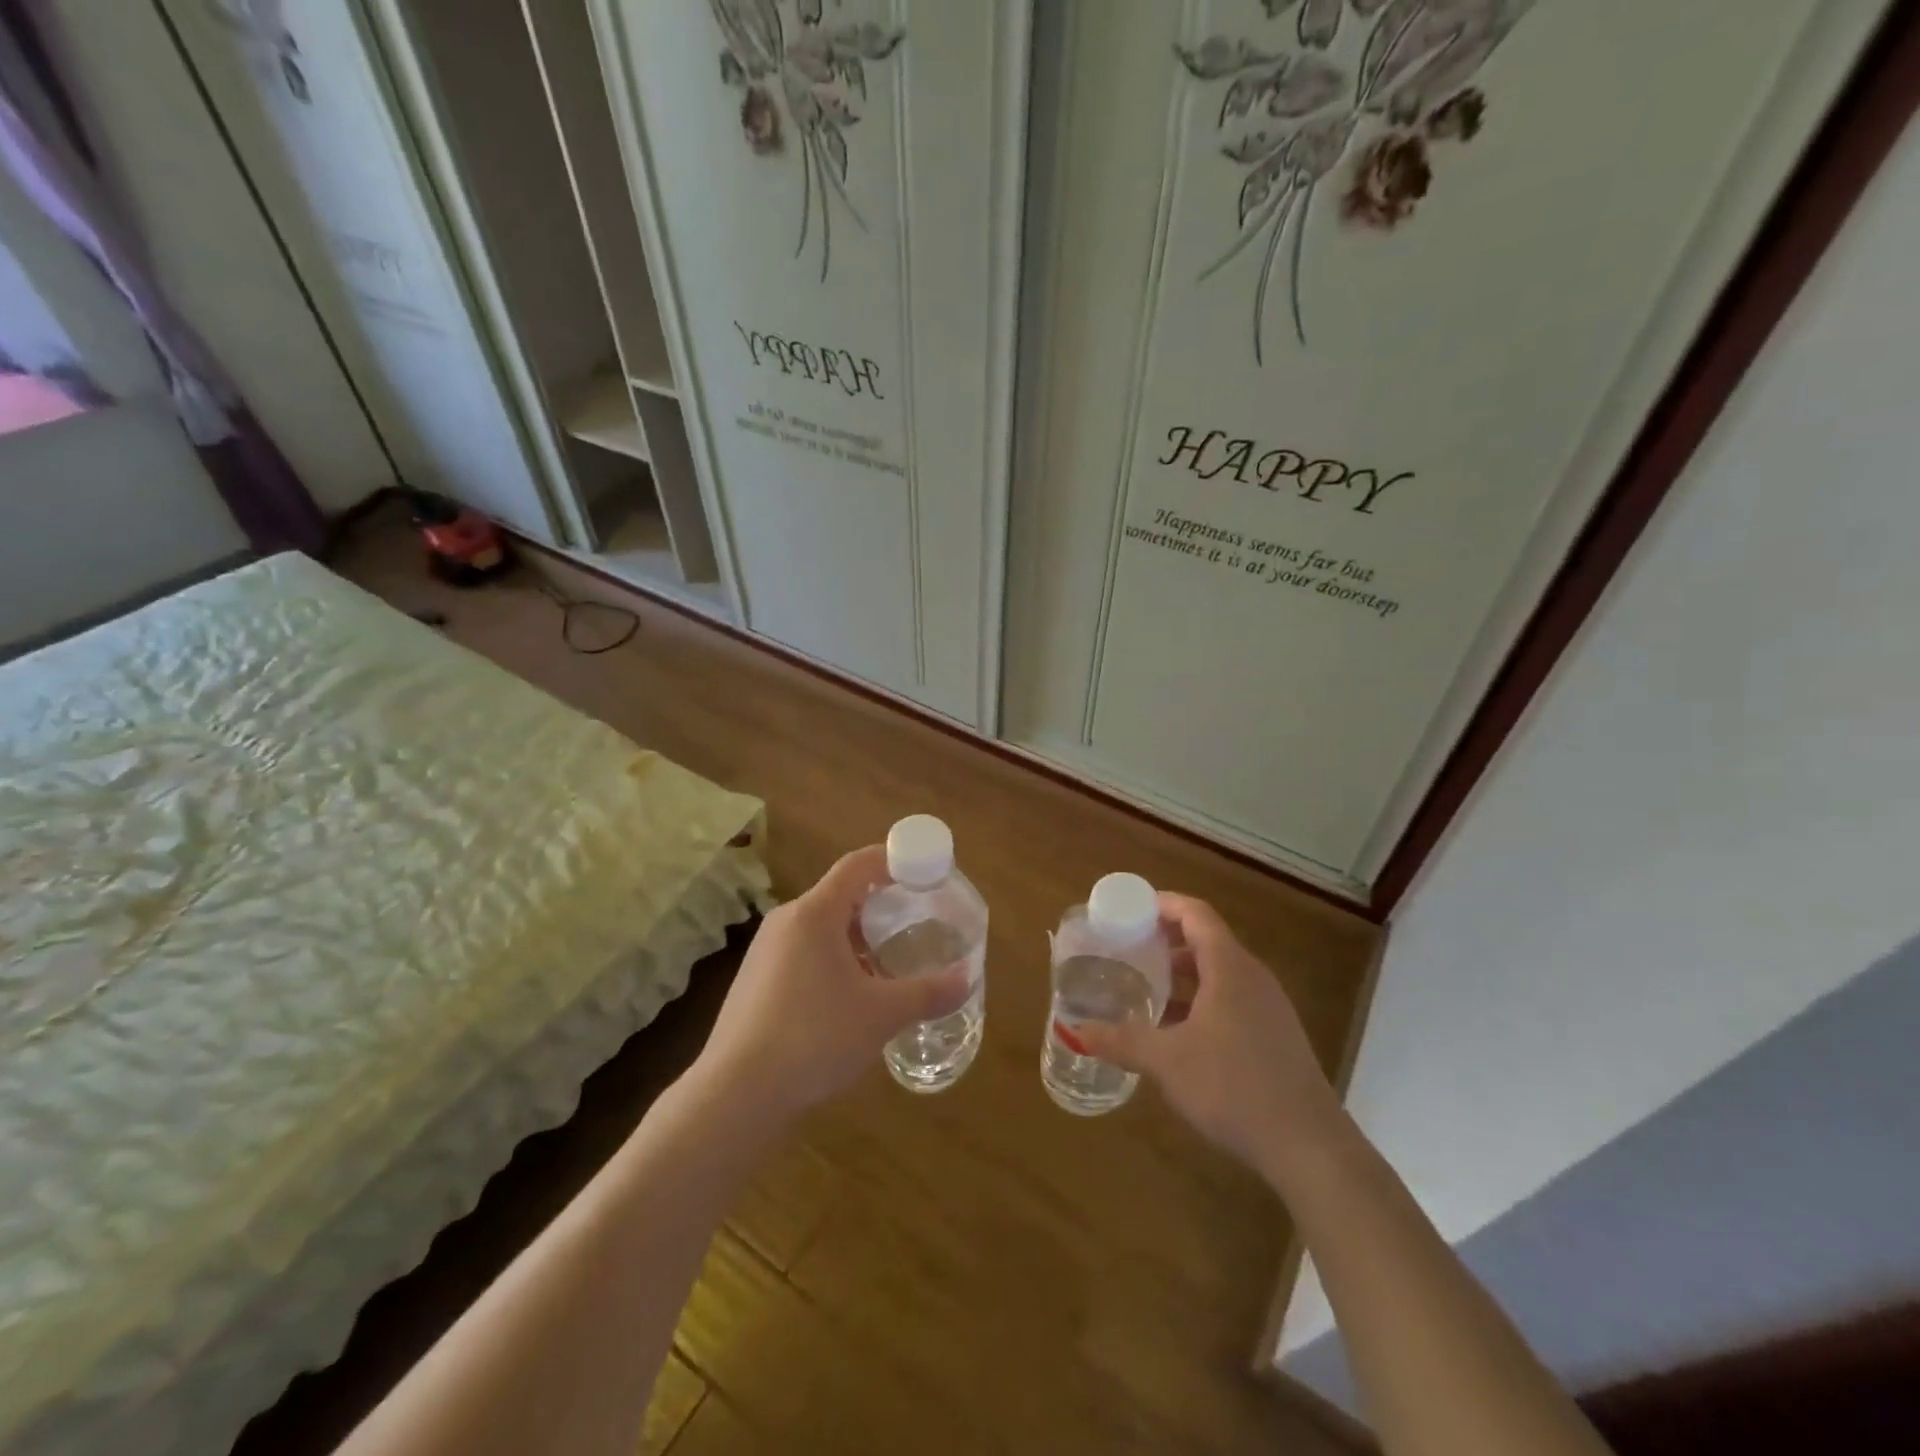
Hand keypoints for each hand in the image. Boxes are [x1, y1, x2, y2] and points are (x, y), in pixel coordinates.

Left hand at [688, 846, 971, 1121]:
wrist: (736, 1093)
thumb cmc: (814, 1037)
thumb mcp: (881, 1015)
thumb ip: (928, 993)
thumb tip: (967, 979)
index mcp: (815, 912)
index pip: (859, 865)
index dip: (894, 861)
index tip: (924, 874)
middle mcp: (787, 920)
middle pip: (841, 895)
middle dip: (880, 907)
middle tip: (914, 926)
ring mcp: (765, 951)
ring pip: (821, 928)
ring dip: (857, 939)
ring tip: (887, 967)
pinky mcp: (755, 980)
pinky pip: (804, 953)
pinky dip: (833, 960)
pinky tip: (849, 999)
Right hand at [1075, 894, 1343, 1185]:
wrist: (1309, 1147)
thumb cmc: (1234, 1087)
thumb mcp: (1167, 1062)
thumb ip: (1121, 1041)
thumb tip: (1075, 1032)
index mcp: (1229, 967)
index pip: (1195, 914)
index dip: (1163, 904)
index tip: (1129, 908)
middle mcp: (1252, 977)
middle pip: (1207, 940)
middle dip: (1166, 940)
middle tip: (1127, 947)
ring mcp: (1268, 1007)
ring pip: (1219, 972)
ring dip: (1182, 973)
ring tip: (1145, 986)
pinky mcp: (1274, 1036)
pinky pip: (1231, 999)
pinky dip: (1200, 999)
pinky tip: (1176, 1031)